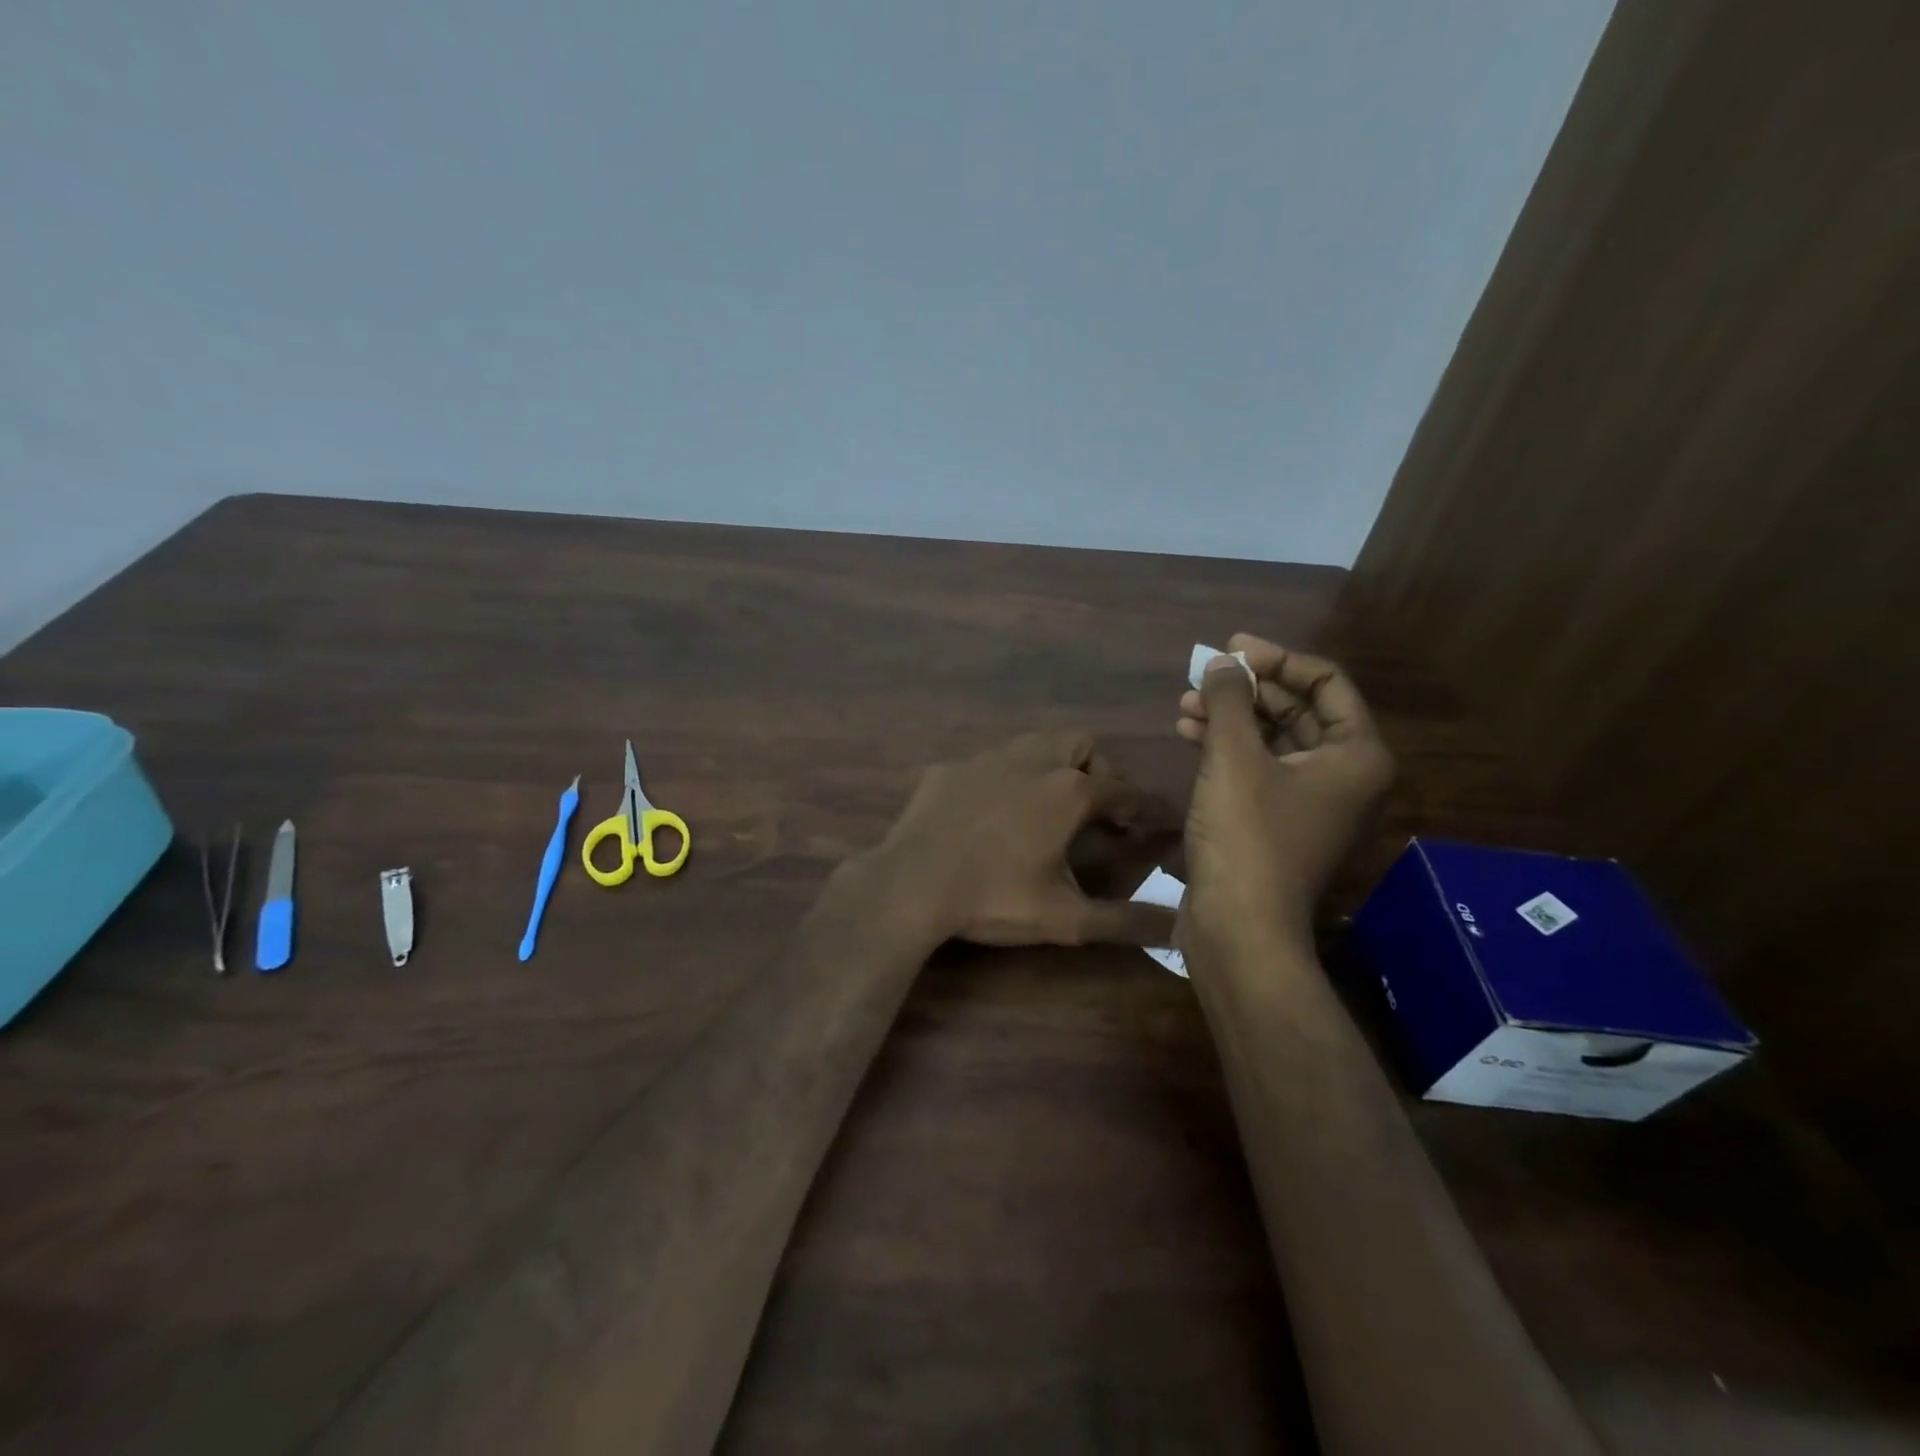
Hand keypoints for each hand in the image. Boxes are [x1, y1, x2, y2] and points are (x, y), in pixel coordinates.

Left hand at [872, 732, 1179, 946]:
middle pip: (1081, 745)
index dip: (1147, 808)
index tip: (1159, 823)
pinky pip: (987, 763)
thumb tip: (1179, 932)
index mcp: (1068, 791)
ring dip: (1052, 766)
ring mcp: (985, 759)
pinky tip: (990, 813)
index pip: (1125, 791)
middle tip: (1098, 810)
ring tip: (1048, 806)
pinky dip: (1003, 780)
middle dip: (1099, 771)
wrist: (911, 884)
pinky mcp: (949, 769)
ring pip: (1033, 744)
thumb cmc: (995, 898)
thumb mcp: (1066, 918)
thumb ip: (1125, 922)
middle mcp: (1031, 760)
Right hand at [1176, 634, 1393, 948]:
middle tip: (1203, 675)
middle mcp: (1343, 774)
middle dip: (1247, 689)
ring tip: (1185, 703)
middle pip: (1298, 709)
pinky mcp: (1277, 822)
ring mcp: (1310, 801)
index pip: (1326, 682)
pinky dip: (1226, 748)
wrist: (1240, 929)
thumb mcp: (1234, 759)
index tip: (1231, 649)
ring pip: (1272, 739)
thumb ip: (1229, 700)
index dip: (1277, 659)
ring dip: (1230, 717)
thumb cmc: (1247, 837)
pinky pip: (1257, 768)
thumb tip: (1224, 661)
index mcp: (1356, 755)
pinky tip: (1188, 734)